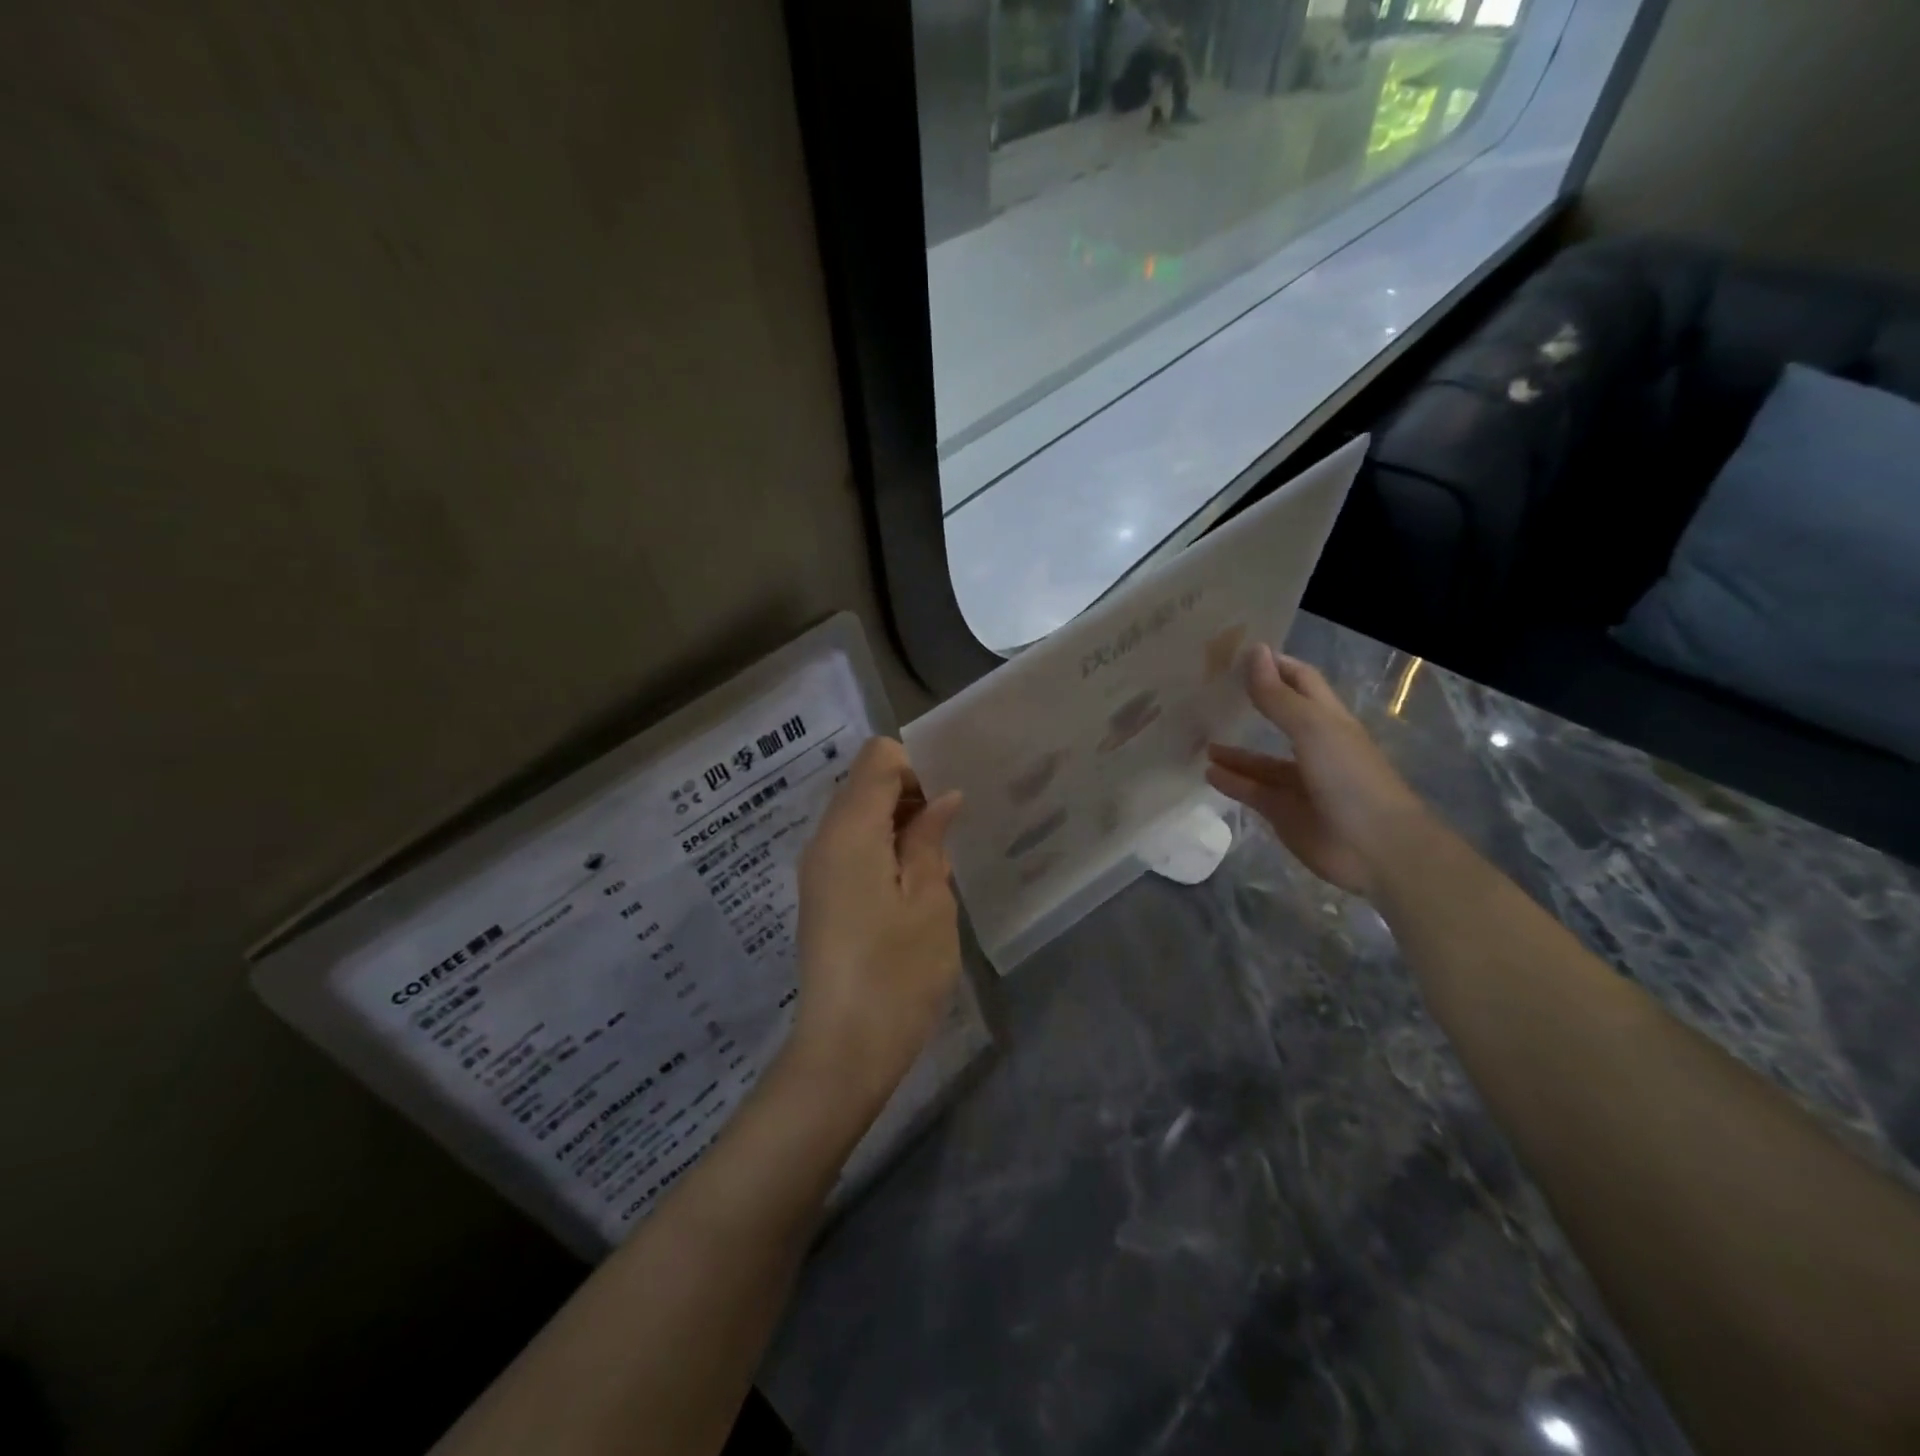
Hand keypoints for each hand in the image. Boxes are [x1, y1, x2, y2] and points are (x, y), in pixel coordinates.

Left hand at [790, 737, 964, 1106]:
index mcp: (850, 830)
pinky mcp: (821, 895)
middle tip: (951, 833)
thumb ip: (930, 840)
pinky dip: (883, 848)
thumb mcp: (929, 901)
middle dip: (910, 794)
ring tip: (937, 862)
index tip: (947, 804)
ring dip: (899, 824)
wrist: (844, 1050)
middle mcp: (824, 840)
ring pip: (859, 815)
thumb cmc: (897, 973)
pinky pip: (852, 847)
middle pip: (864, 783)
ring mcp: (818, 869)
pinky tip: (913, 884)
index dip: (917, 767)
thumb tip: (941, 798)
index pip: (878, 758)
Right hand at [1206, 645, 1424, 897]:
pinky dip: (1231, 782)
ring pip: (1260, 760)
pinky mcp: (1284, 812)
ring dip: (1234, 750)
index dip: (1273, 665)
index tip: (1234, 653)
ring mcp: (1299, 782)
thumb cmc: (1349, 778)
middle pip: (1278, 717)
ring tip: (1198, 737)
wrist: (1375, 847)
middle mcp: (1314, 746)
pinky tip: (1207, 773)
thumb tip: (1253, 651)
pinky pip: (1252, 791)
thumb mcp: (1312, 729)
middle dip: (1249, 703)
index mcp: (1328, 720)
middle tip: (1206, 691)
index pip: (1300, 680)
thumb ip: (1278, 696)